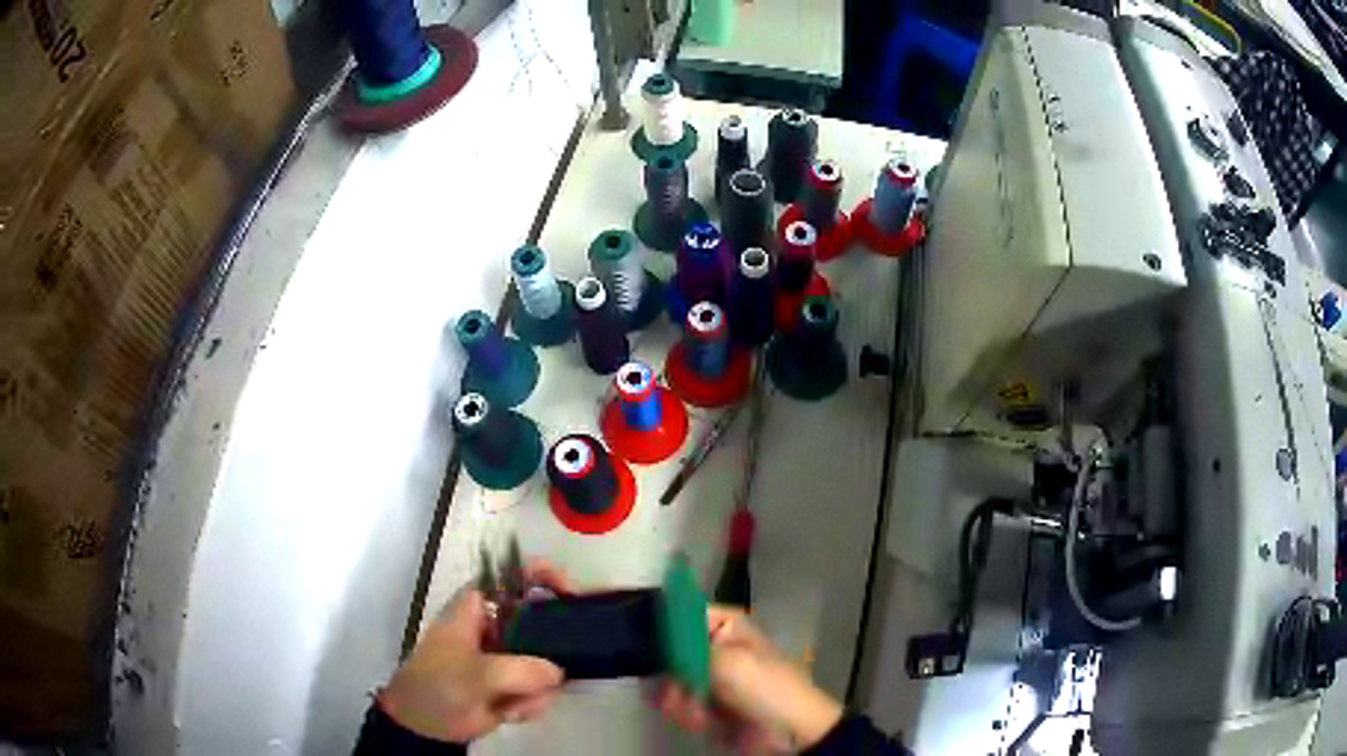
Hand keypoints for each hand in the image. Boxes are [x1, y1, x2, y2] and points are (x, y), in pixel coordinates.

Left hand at [378, 563, 571, 742]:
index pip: (513, 575)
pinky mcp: (511, 685)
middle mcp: (495, 627)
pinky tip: (509, 713)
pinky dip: (529, 704)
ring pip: (545, 663)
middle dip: (552, 647)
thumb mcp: (478, 673)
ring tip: (514, 703)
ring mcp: (505, 658)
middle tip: (566, 662)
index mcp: (478, 608)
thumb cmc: (440, 684)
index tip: (571, 592)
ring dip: (535, 688)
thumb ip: (522, 670)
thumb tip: (558, 673)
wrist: (424, 725)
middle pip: (539, 621)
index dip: (542, 573)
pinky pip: (538, 690)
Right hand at [657, 606, 842, 752]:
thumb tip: (653, 637)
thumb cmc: (764, 688)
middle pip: (667, 653)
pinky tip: (701, 723)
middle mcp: (710, 646)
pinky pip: (676, 704)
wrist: (789, 732)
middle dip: (672, 678)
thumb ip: (685, 649)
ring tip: (699, 714)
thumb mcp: (727, 662)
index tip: (654, 653)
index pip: (678, 615)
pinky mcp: (702, 704)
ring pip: (667, 683)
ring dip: (679, 702)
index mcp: (722, 625)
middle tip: (682, 692)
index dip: (662, 632)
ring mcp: (705, 677)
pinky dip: (685, 715)